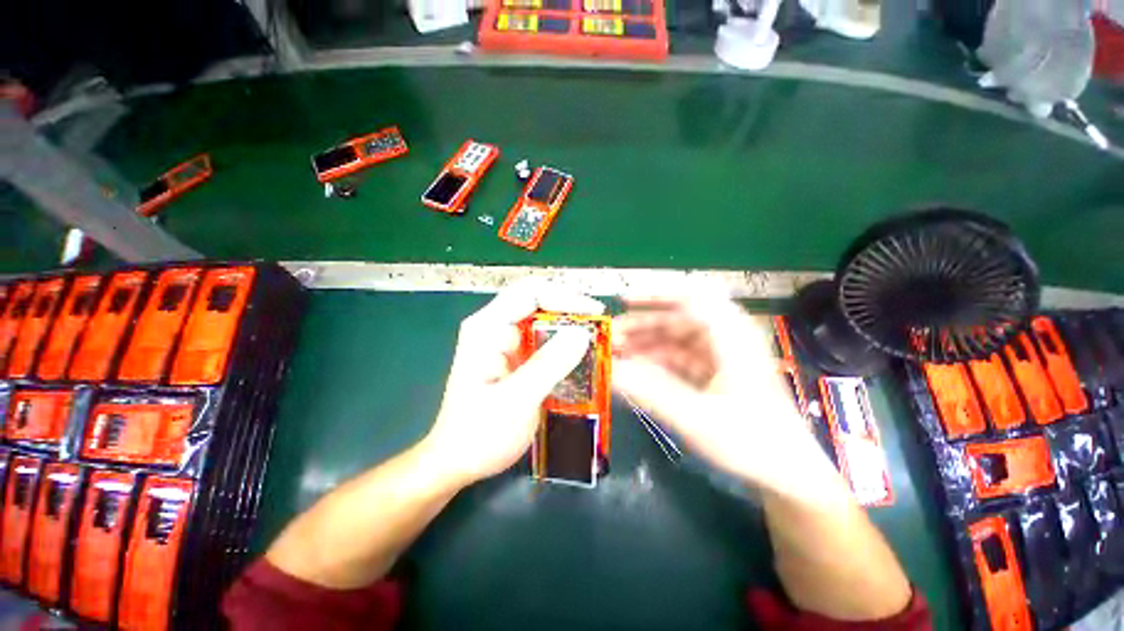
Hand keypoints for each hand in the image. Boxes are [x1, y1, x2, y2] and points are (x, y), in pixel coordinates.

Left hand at [423, 280, 604, 486]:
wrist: (458, 461)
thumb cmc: (479, 434)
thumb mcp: (517, 400)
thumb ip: (549, 364)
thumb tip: (582, 332)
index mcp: (487, 327)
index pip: (530, 292)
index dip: (565, 296)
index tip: (594, 313)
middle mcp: (495, 327)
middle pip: (538, 301)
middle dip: (570, 310)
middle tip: (599, 327)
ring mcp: (504, 341)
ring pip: (543, 320)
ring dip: (569, 327)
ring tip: (596, 340)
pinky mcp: (514, 357)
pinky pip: (543, 340)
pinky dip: (564, 344)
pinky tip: (580, 356)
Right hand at [612, 290, 836, 495]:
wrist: (788, 475)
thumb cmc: (750, 442)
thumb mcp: (695, 417)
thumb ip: (648, 391)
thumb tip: (609, 370)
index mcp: (730, 335)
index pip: (689, 297)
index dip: (654, 295)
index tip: (623, 302)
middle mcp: (726, 338)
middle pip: (677, 319)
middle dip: (641, 326)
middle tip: (610, 339)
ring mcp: (721, 356)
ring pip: (676, 339)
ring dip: (646, 345)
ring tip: (617, 356)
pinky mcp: (716, 373)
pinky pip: (681, 359)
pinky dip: (658, 362)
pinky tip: (637, 371)